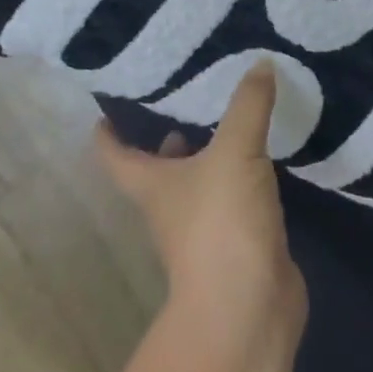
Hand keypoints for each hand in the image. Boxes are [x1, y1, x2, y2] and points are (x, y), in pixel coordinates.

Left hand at [97, 65, 306, 337]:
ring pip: (199, 182)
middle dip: (168, 135)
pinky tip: (264, 155)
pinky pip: (235, 199)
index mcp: (152, 184)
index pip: (116, 154)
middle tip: (188, 95)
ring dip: (210, 154)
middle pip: (158, 167)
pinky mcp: (236, 243)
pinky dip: (243, 176)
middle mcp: (170, 206)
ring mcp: (202, 230)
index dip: (108, 131)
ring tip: (231, 115)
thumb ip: (248, 104)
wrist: (248, 310)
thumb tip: (260, 62)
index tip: (109, 104)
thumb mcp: (235, 150)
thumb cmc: (220, 224)